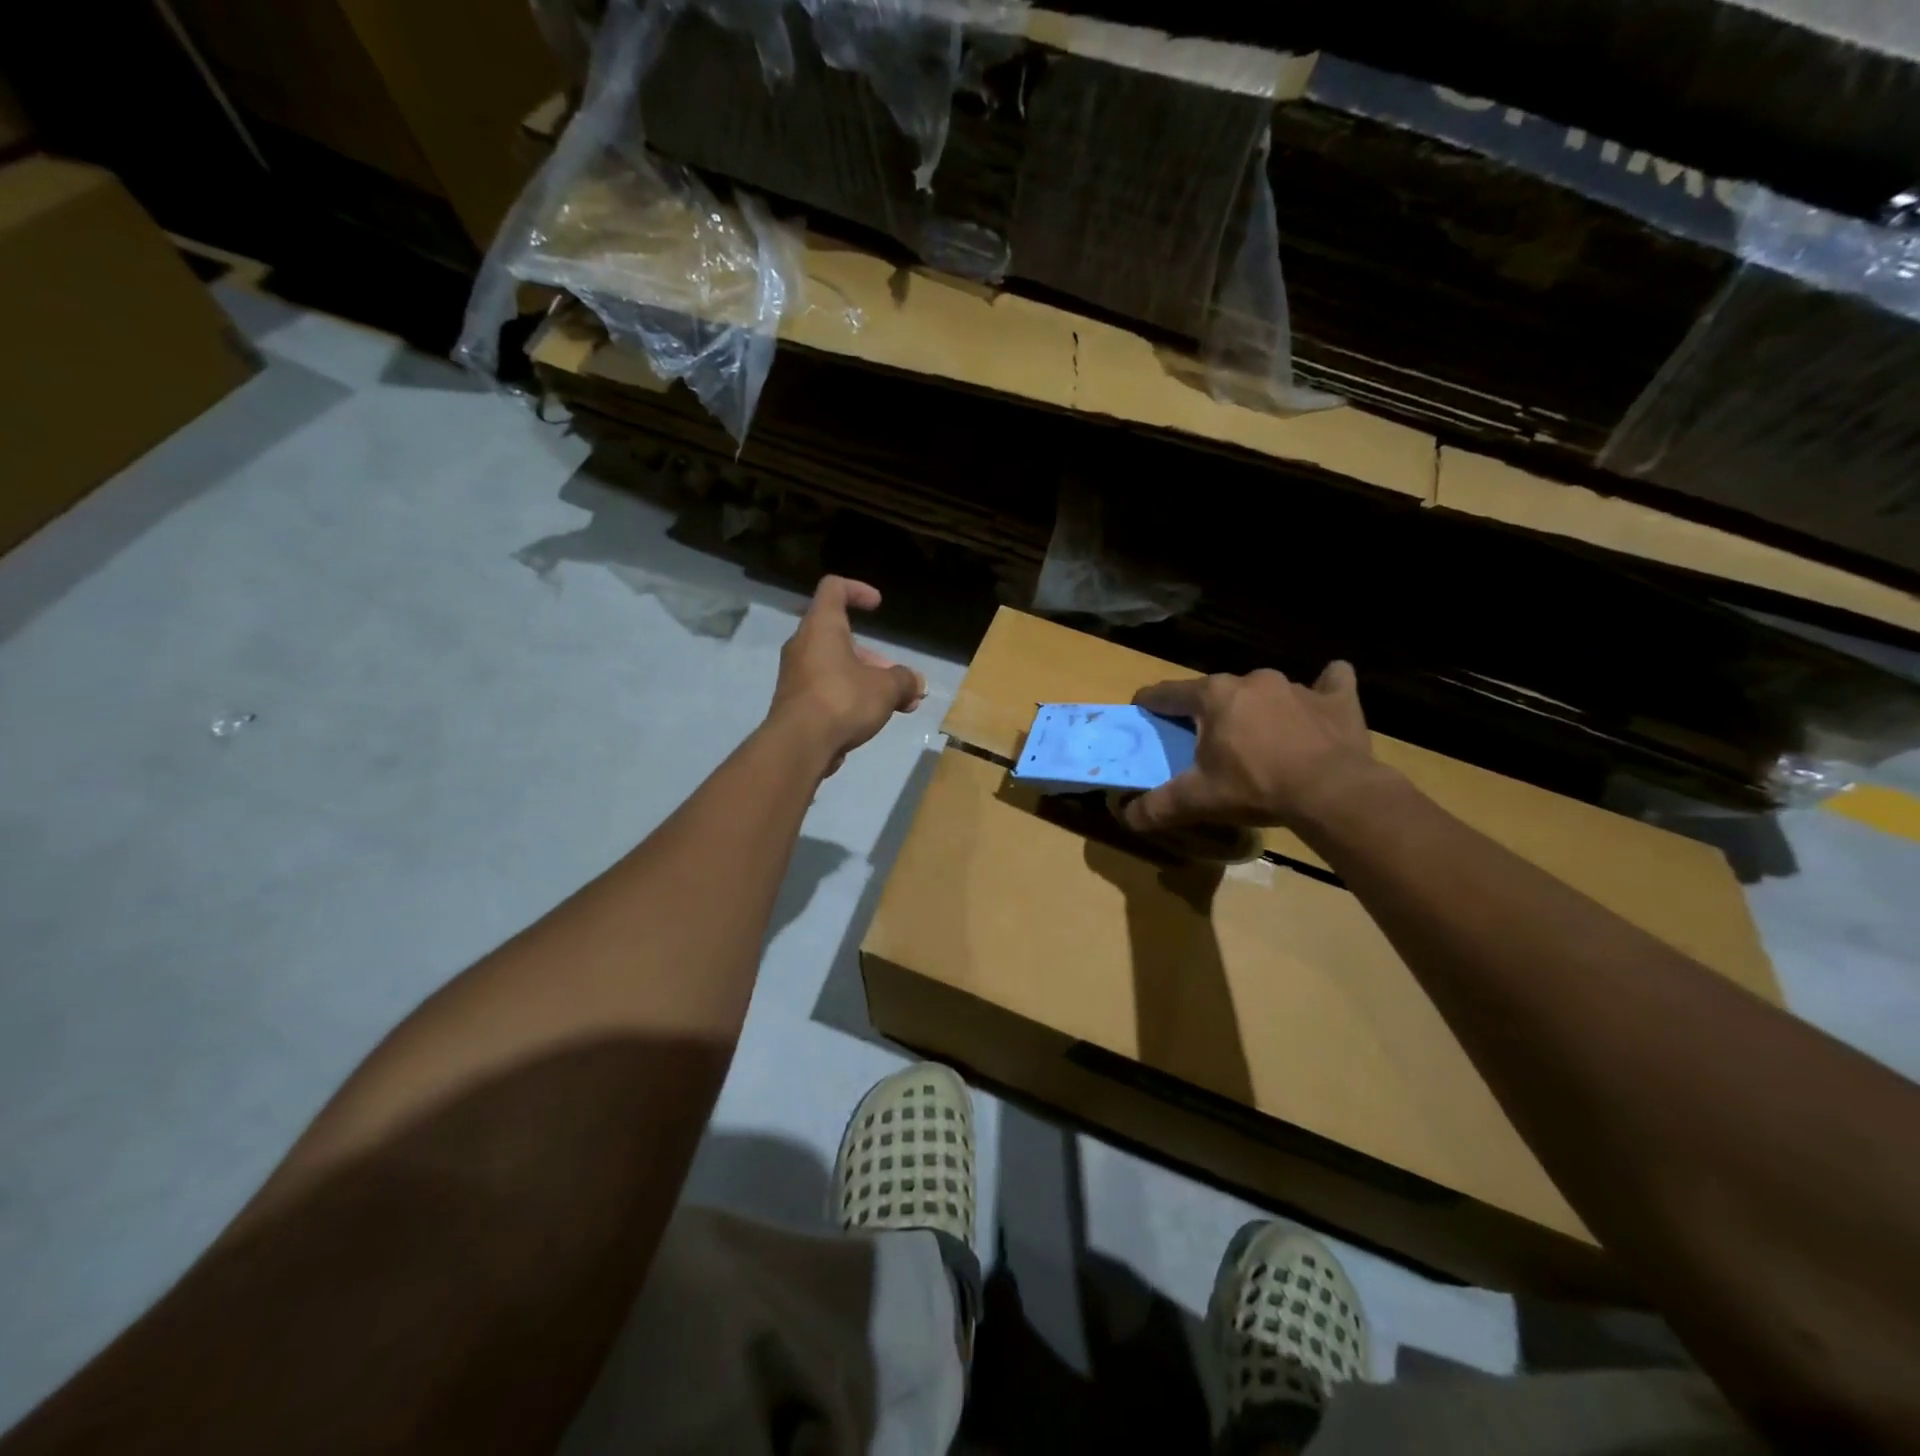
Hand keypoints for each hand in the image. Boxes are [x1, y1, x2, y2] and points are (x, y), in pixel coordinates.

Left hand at [770, 576, 925, 774]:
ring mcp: (796, 675)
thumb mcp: (886, 687)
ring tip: (899, 706)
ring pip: (837, 667)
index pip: (833, 588)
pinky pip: (828, 690)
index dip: (857, 590)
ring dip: (868, 681)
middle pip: (841, 637)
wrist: (799, 745)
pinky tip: (873, 720)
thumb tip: (916, 683)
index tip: (878, 606)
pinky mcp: (795, 703)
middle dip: (875, 658)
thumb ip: (904, 679)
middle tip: (900, 680)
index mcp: (822, 626)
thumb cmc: (843, 700)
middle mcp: (804, 645)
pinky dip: (851, 698)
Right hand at [1121, 663, 1378, 831]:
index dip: (1151, 702)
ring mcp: (1297, 686)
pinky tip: (1319, 705)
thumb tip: (1127, 816)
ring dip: (1257, 709)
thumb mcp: (1198, 801)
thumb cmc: (1255, 787)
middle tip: (1205, 741)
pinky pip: (1330, 683)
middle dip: (1207, 711)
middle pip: (1217, 692)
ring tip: (1259, 738)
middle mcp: (1251, 680)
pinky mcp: (1337, 699)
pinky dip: (1323, 691)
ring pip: (1265, 691)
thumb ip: (1157, 806)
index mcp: (1214, 697)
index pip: (1169, 693)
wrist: (1331, 792)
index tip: (1143, 709)